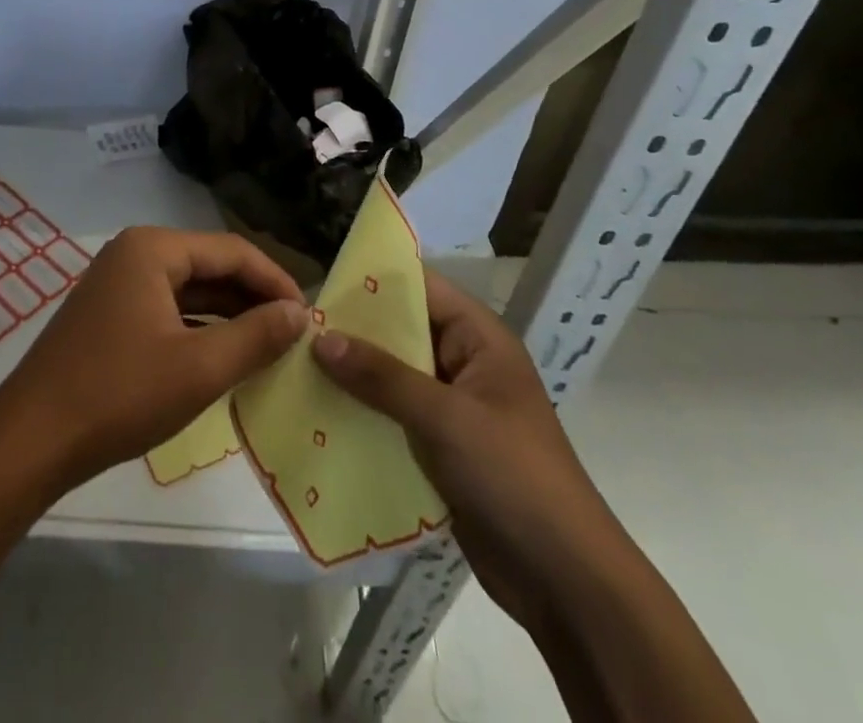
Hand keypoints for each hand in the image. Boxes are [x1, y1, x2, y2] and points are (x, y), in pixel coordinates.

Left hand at [0, 227, 308, 491]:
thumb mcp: (199, 368)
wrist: (31, 440)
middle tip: (293, 335)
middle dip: (253, 299)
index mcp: (153, 248)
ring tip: (268, 348)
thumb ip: (256, 336)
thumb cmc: (119, 393)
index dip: (275, 281)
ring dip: (228, 316)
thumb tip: (300, 313)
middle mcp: (134, 253)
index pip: (232, 251)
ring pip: (189, 291)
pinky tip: (224, 357)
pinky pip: (167, 310)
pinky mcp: (109, 314)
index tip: (308, 316)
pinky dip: (198, 330)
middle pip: (210, 266)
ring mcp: (118, 283)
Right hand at [311, 269, 616, 619]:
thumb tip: (321, 338)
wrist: (565, 581)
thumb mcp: (445, 418)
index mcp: (479, 338)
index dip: (374, 281)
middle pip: (402, 332)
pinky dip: (364, 415)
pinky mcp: (442, 449)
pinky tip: (321, 416)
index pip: (421, 289)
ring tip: (297, 368)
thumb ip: (382, 376)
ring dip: (354, 376)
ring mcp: (454, 408)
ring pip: (393, 377)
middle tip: (298, 329)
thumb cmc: (513, 476)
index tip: (322, 281)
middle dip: (354, 332)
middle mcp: (465, 363)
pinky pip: (395, 418)